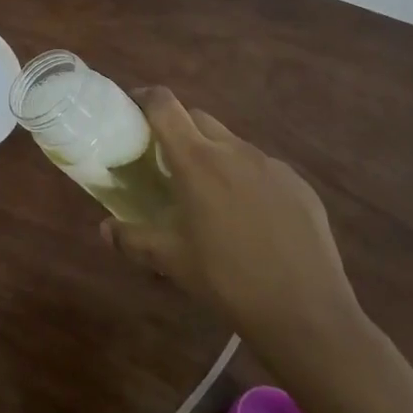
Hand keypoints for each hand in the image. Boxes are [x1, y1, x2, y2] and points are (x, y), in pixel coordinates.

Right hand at [103, 87, 360, 362]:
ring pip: (231, 143)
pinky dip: (245, 177)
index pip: (164, 105)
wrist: (307, 314)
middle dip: (177, 127)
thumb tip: (105, 229)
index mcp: (197, 160)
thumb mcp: (170, 261)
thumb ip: (132, 239)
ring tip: (208, 192)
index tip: (131, 108)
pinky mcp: (299, 185)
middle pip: (197, 117)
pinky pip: (262, 167)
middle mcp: (234, 150)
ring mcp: (271, 165)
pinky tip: (249, 216)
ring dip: (212, 154)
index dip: (144, 98)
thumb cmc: (227, 280)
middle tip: (165, 159)